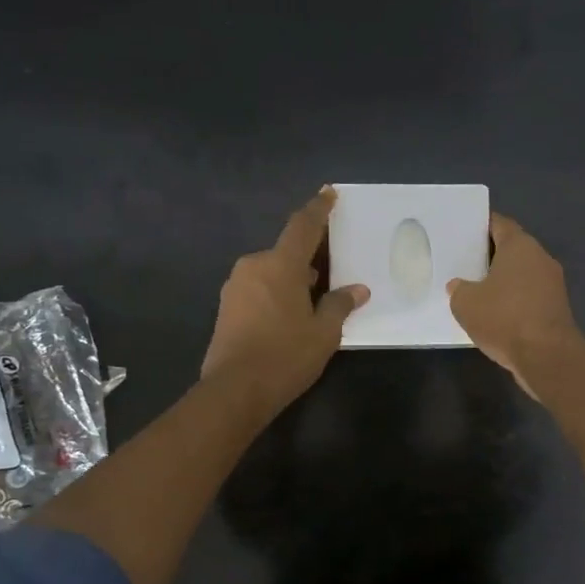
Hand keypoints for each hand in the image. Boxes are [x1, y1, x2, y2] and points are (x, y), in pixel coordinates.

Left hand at [202, 189, 368, 416]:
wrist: (235, 390)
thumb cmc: (286, 356)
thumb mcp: (324, 332)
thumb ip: (340, 305)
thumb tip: (357, 290)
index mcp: (280, 265)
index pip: (303, 226)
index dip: (318, 209)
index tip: (329, 193)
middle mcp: (254, 266)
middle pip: (287, 252)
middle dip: (309, 258)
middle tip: (332, 270)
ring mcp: (236, 287)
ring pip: (271, 272)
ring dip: (292, 279)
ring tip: (314, 299)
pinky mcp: (227, 307)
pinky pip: (259, 289)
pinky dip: (276, 293)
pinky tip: (290, 315)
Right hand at [447, 213, 584, 396]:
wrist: (546, 356)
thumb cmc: (504, 318)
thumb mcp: (466, 303)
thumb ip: (459, 289)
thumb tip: (459, 286)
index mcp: (520, 246)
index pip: (499, 224)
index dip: (480, 226)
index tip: (462, 232)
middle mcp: (540, 258)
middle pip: (512, 249)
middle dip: (489, 255)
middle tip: (463, 262)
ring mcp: (552, 284)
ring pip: (521, 274)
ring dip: (502, 281)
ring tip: (475, 290)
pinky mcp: (556, 308)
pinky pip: (529, 296)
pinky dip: (513, 301)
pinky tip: (495, 314)